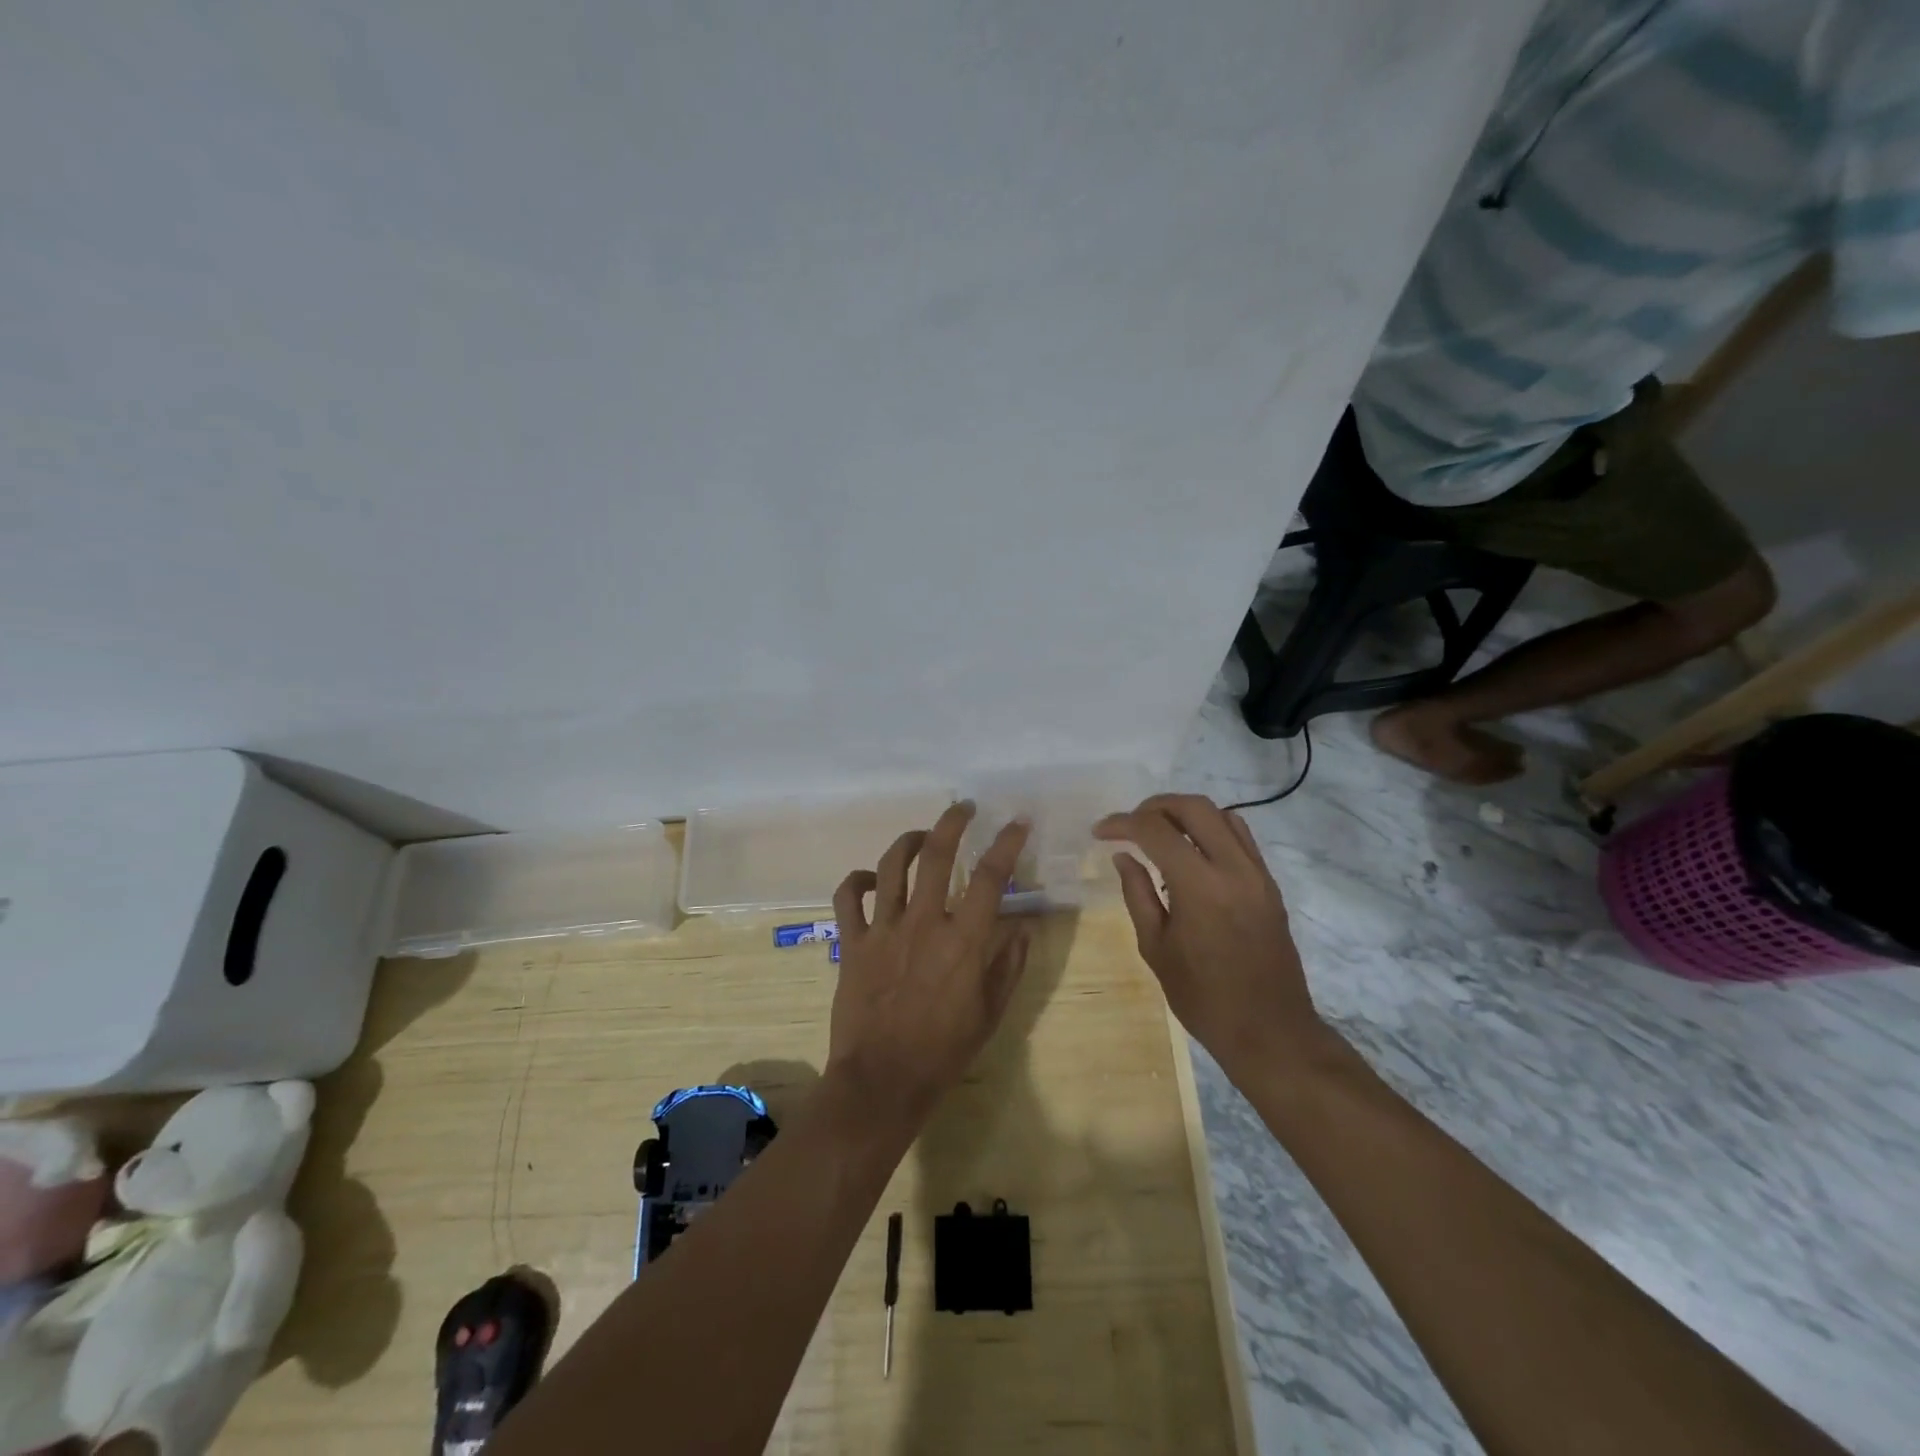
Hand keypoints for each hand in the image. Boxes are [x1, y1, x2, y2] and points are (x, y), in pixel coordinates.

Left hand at [826, 802, 1033, 1128]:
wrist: (882, 1081)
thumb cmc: (944, 1052)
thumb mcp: (991, 1013)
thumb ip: (1009, 965)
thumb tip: (1021, 926)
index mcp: (963, 941)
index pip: (991, 877)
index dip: (1007, 843)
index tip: (1017, 822)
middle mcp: (923, 923)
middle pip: (937, 854)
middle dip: (953, 822)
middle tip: (964, 808)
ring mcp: (883, 929)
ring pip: (892, 865)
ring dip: (909, 841)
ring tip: (922, 835)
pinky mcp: (853, 942)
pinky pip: (848, 896)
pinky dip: (858, 880)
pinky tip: (871, 879)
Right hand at [1095, 794, 1331, 1076]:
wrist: (1270, 1031)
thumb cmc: (1204, 998)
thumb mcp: (1156, 948)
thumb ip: (1138, 894)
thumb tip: (1124, 856)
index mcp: (1200, 887)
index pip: (1156, 831)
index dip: (1123, 823)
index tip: (1100, 832)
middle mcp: (1234, 869)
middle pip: (1194, 807)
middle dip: (1155, 806)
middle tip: (1129, 824)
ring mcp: (1258, 874)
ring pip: (1222, 815)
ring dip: (1185, 814)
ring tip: (1159, 832)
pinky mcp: (1269, 884)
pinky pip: (1240, 837)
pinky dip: (1211, 829)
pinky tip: (1191, 851)